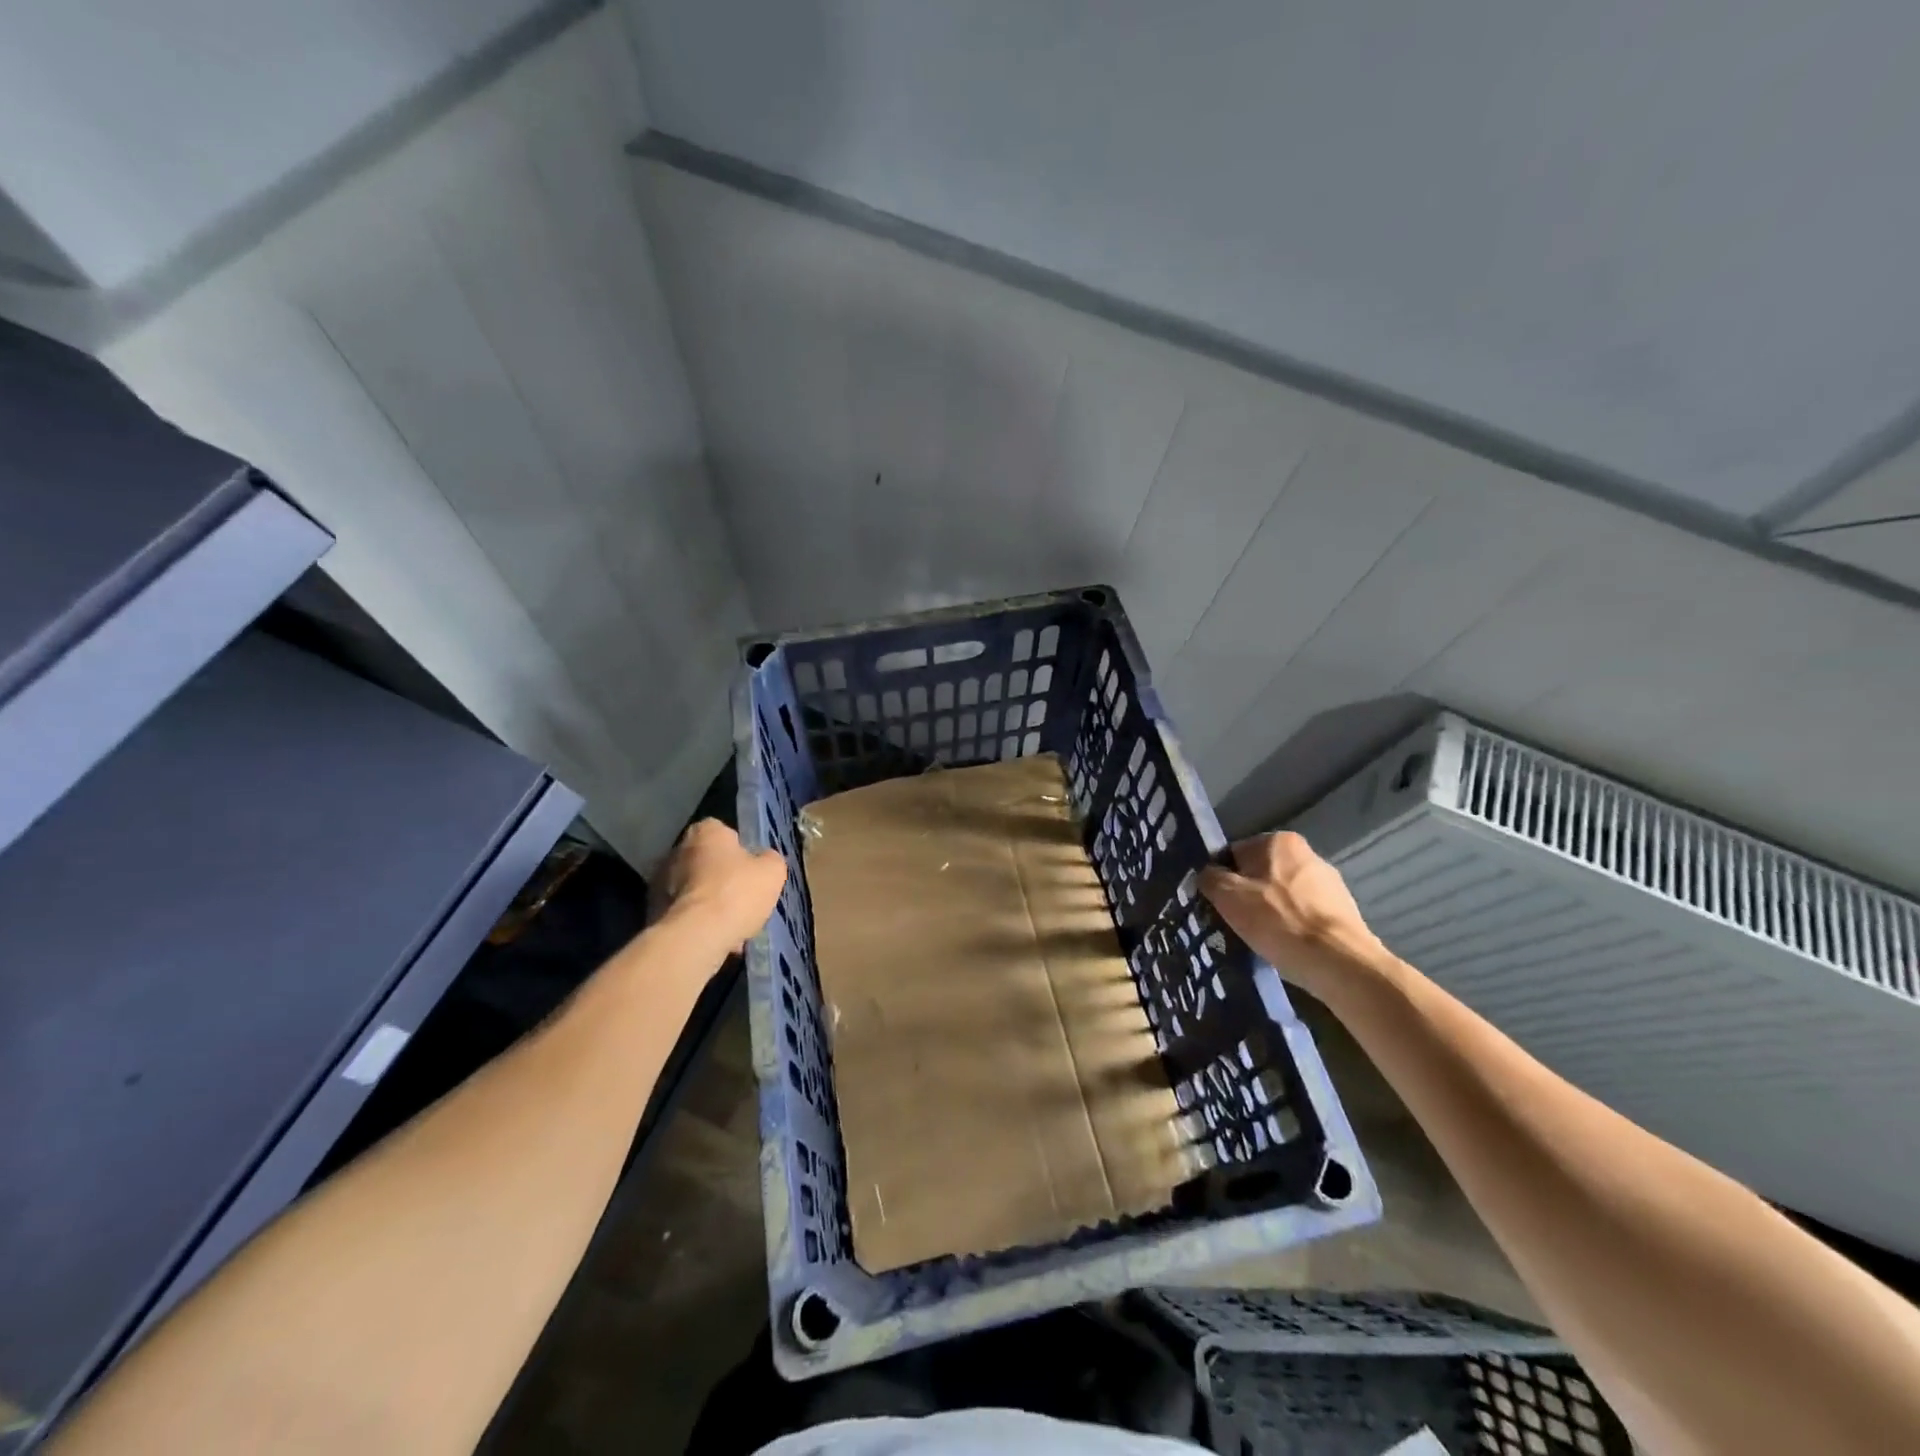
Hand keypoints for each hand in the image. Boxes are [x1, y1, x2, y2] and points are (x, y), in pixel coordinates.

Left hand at [655, 819, 786, 952]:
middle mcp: (676, 849)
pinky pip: (684, 914)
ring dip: (709, 903)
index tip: (750, 870)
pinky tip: (716, 939)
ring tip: (732, 927)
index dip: (739, 850)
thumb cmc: (737, 893)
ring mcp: (660, 882)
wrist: (696, 936)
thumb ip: (769, 859)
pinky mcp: (653, 911)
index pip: (724, 832)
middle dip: (721, 878)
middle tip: (741, 899)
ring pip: (694, 890)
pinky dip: (697, 923)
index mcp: (705, 832)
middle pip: (706, 862)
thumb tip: (764, 860)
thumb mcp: (772, 871)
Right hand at [1199, 832, 1385, 998]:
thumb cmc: (1277, 921)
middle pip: (1260, 873)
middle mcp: (1307, 853)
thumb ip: (1210, 878)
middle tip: (1238, 924)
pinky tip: (1288, 946)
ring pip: (1283, 895)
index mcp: (1278, 841)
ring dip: (1271, 912)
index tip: (1220, 906)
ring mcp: (1329, 882)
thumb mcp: (1228, 896)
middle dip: (1248, 895)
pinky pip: (1304, 913)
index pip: (1234, 855)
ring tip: (1264, 939)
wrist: (1339, 962)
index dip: (1222, 880)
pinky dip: (1293, 926)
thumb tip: (1208, 875)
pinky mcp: (1344, 909)